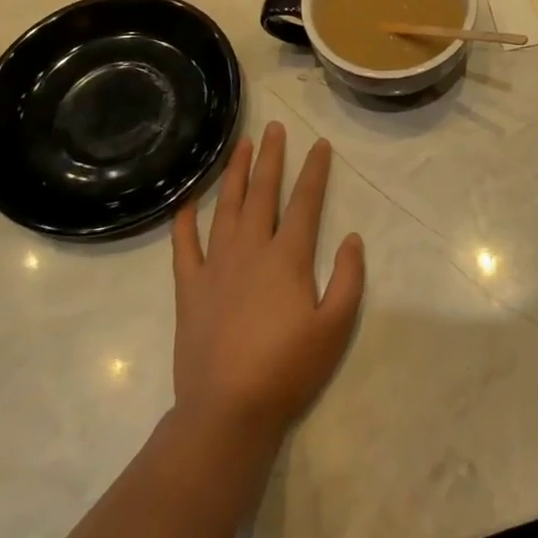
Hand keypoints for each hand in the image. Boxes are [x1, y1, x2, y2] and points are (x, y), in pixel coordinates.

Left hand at [172, 122, 365, 448]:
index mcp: (288, 258)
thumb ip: (349, 279)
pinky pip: (184, 246)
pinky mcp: (190, 288)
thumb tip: (352, 238)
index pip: (305, 202)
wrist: (226, 410)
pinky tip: (187, 202)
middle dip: (271, 157)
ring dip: (233, 174)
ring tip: (239, 145)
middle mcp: (251, 250)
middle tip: (274, 127)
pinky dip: (185, 221)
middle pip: (262, 193)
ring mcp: (216, 266)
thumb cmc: (287, 369)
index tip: (319, 144)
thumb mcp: (335, 327)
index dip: (314, 170)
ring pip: (225, 207)